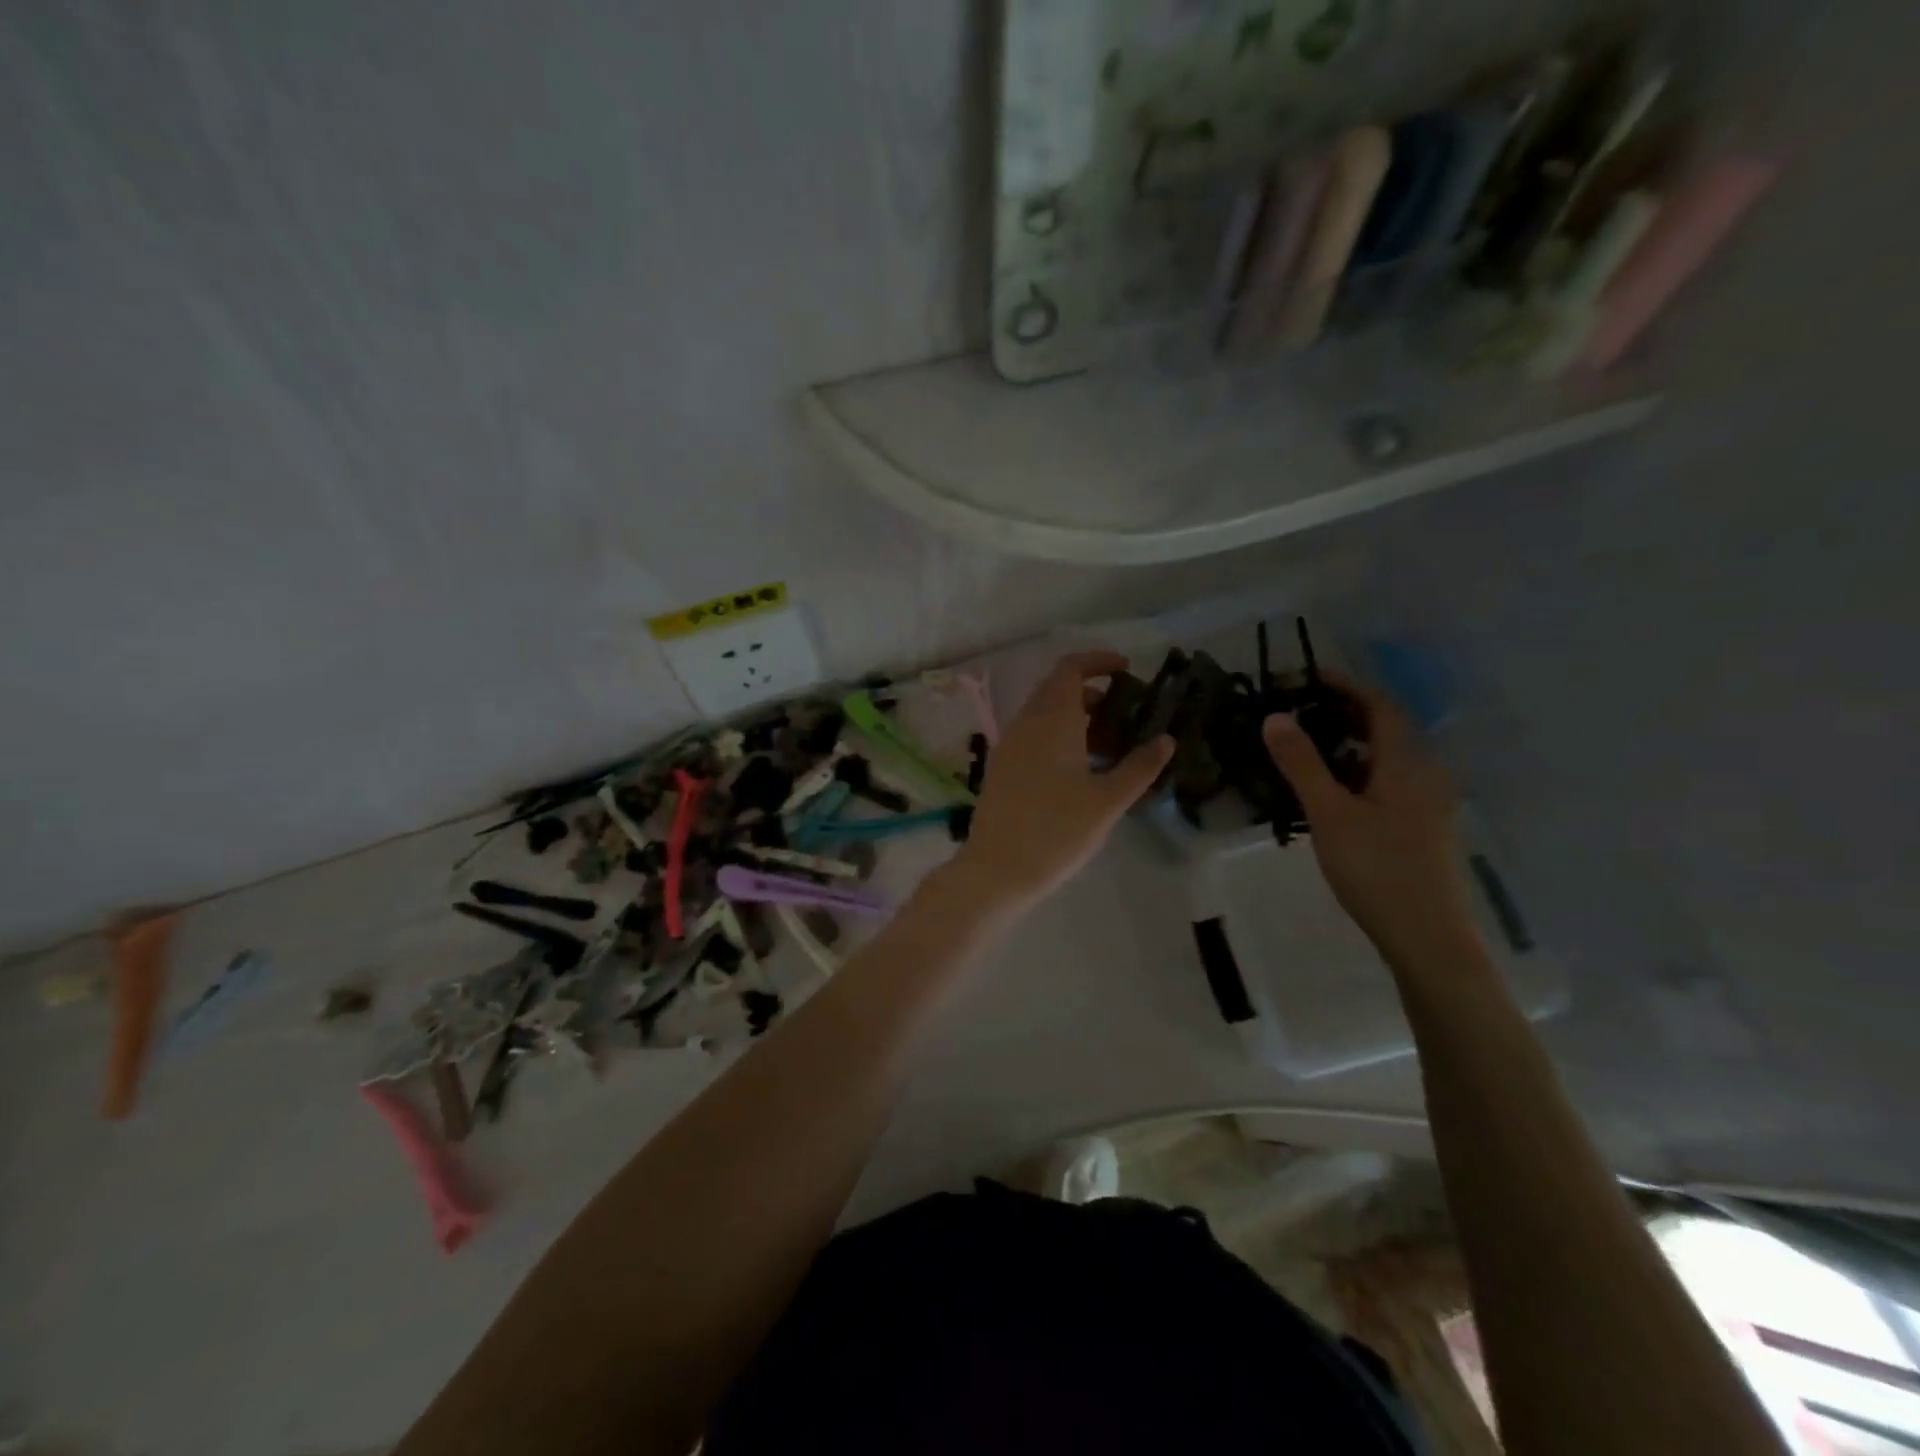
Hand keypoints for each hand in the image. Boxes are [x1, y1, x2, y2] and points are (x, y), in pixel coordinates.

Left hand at [954, 651, 1173, 910]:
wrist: (997, 870)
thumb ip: (1139, 767)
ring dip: (1075, 716)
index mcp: (1051, 721)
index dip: (1097, 661)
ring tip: (1108, 745)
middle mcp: (1025, 723)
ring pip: (1043, 713)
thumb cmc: (1057, 832)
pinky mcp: (1001, 767)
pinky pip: (1032, 734)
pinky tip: (1078, 767)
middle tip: (1125, 714)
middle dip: (1091, 692)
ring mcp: (1008, 744)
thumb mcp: (1107, 801)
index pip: (1070, 669)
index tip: (1126, 670)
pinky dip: (1057, 735)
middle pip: (1057, 689)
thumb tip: (1166, 740)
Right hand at [1262, 675, 1476, 966]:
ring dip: (1350, 743)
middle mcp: (1425, 774)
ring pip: (1387, 758)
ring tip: (1307, 747)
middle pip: (1387, 728)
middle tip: (1300, 710)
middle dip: (1345, 713)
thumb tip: (1275, 717)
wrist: (1427, 936)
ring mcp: (1428, 803)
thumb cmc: (1376, 868)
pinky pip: (1389, 781)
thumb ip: (1302, 763)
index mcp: (1407, 763)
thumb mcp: (1329, 813)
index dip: (1346, 686)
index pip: (1379, 706)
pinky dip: (1359, 771)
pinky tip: (1333, 791)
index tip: (1308, 677)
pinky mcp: (1423, 827)